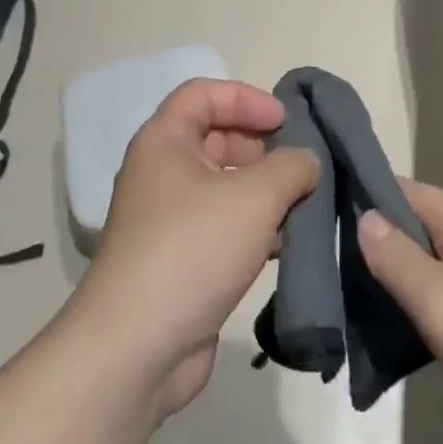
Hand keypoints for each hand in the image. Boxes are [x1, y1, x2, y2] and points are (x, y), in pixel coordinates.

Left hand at [71, 79, 319, 422]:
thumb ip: (291, 167)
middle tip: (301, 166)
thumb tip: (307, 161)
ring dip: (264, 191)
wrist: (135, 349)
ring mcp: (168, 219)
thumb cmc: (192, 249)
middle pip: (217, 138)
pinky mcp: (179, 260)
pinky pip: (222, 226)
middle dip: (262, 147)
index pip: (204, 93)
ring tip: (303, 206)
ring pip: (224, 186)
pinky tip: (285, 245)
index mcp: (165, 141)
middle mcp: (161, 173)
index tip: (285, 121)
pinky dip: (254, 228)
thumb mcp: (254, 197)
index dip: (247, 98)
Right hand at [358, 180, 442, 443]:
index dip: (361, 196)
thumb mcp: (442, 301)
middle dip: (378, 247)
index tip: (319, 216)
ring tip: (360, 309)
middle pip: (418, 227)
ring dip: (404, 283)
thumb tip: (364, 213)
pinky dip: (432, 308)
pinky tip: (411, 336)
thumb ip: (398, 258)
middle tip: (332, 276)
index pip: (401, 189)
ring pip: (438, 265)